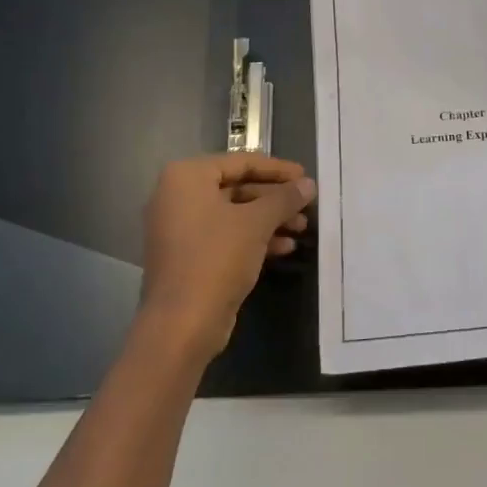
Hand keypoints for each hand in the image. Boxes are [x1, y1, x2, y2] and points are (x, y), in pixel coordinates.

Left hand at [137, 153, 315, 362]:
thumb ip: (284, 198)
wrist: (182, 324)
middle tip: (307, 205)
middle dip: (275, 198)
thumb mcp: (256, 223)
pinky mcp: (189, 256)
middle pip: (237, 187)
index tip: (306, 177)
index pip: (241, 162)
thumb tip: (308, 184)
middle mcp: (178, 197)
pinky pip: (226, 236)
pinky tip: (285, 248)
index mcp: (186, 177)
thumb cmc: (216, 259)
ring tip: (302, 228)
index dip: (277, 169)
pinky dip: (254, 238)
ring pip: (234, 214)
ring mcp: (181, 228)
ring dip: (269, 219)